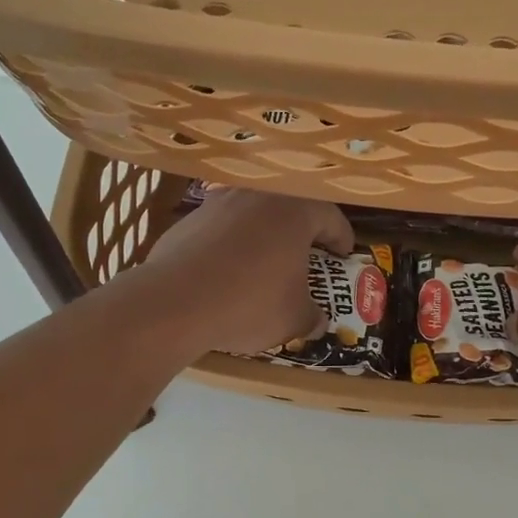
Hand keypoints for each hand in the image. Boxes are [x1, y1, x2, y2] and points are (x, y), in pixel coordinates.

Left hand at [136, 187, 354, 356]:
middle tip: (308, 257)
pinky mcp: (188, 219)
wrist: (175, 302)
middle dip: (301, 234)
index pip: (331, 217)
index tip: (343, 255)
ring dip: (264, 236)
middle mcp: (258, 196)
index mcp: (294, 211)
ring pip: (253, 216)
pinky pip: (221, 229)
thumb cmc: (250, 303)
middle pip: (290, 210)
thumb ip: (312, 316)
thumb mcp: (294, 318)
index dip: (341, 238)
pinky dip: (231, 245)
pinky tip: (226, 273)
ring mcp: (219, 203)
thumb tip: (317, 322)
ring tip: (265, 264)